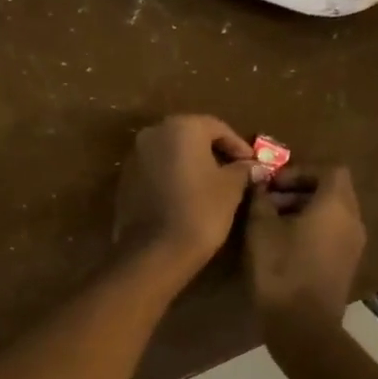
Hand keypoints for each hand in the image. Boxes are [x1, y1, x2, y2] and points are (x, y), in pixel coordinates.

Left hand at [113, 115, 254, 276]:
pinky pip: (155, 170)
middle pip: (190, 136)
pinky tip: (186, 196)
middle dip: (213, 151)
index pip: (216, 127)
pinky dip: (172, 177)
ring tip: (211, 185)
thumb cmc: (200, 211)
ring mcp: (134, 157)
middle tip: (233, 171)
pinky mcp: (124, 180)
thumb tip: (252, 166)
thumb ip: (242, 170)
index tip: (252, 164)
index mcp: (180, 127)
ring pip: (170, 153)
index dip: (237, 145)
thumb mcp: (230, 188)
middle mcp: (152, 134)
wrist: (154, 251)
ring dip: (190, 164)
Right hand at [244, 166, 366, 333]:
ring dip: (305, 209)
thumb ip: (261, 199)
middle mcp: (352, 221)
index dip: (301, 171)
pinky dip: (312, 228)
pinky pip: (333, 233)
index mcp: (336, 206)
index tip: (274, 183)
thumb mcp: (261, 228)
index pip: (330, 170)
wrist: (302, 325)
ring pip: (333, 213)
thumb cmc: (281, 269)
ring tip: (272, 222)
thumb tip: (260, 184)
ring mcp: (353, 245)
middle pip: (333, 190)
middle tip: (269, 200)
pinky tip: (284, 243)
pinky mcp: (346, 264)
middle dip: (300, 189)